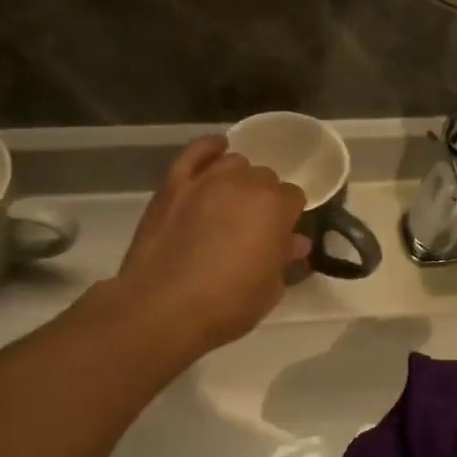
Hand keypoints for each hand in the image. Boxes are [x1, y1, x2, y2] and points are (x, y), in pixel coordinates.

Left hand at [112, 136, 310, 354]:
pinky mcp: (173, 185)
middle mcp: (244, 183)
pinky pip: (194, 153)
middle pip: (265, 178)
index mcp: (276, 207)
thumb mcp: (270, 289)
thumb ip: (283, 259)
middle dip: (264, 198)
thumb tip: (294, 242)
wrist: (163, 307)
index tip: (280, 237)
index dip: (288, 218)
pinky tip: (216, 150)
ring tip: (232, 202)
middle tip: (253, 227)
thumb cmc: (227, 304)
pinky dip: (208, 149)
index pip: (293, 198)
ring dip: (239, 178)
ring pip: (233, 162)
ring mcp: (205, 180)